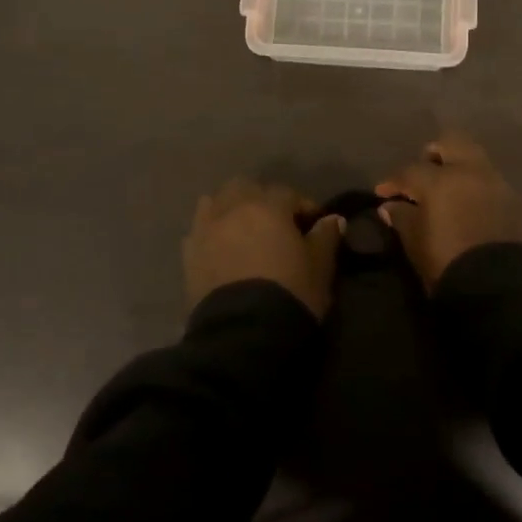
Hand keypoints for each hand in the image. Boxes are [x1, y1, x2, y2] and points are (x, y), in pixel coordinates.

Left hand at [183, 179, 342, 318]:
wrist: (243, 333)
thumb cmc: (290, 293)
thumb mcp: (319, 267)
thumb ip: (326, 237)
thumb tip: (334, 219)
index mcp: (267, 206)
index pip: (288, 194)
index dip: (303, 206)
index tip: (314, 224)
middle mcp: (233, 208)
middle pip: (245, 188)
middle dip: (261, 199)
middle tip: (275, 223)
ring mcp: (206, 229)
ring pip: (215, 202)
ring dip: (230, 209)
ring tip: (243, 230)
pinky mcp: (188, 254)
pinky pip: (199, 231)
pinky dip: (211, 233)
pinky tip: (222, 249)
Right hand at [375, 134, 521, 289]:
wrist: (500, 287)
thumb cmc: (448, 262)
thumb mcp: (416, 243)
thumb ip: (402, 218)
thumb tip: (391, 206)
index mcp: (441, 180)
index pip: (410, 171)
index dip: (393, 181)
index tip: (382, 193)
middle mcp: (470, 172)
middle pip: (451, 143)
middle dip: (434, 154)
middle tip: (423, 173)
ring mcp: (497, 184)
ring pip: (475, 160)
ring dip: (459, 169)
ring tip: (447, 191)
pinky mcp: (516, 202)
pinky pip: (491, 182)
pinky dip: (476, 187)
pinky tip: (468, 206)